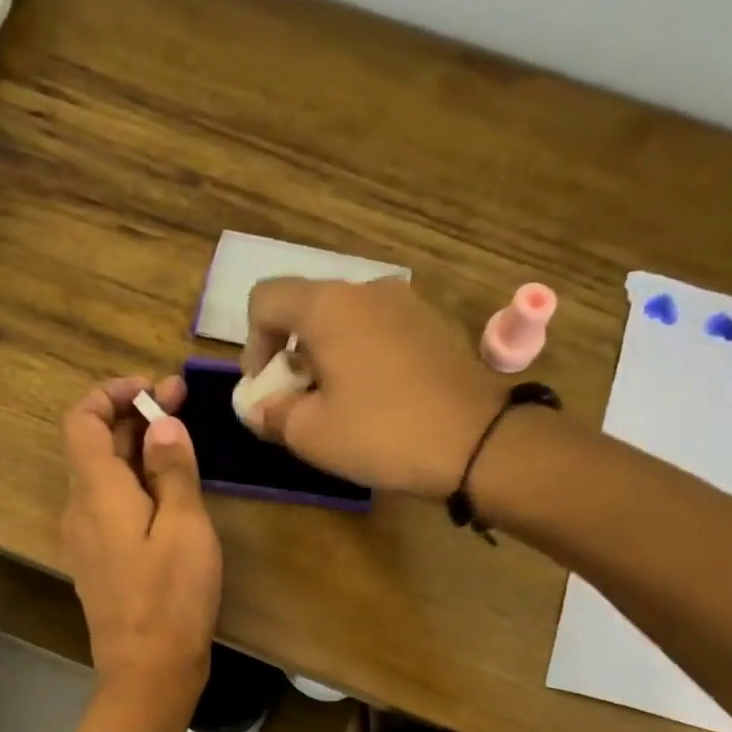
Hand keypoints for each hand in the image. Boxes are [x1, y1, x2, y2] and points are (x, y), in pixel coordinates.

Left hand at [61, 376, 222, 698]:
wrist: (148, 670)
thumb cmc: (171, 597)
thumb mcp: (184, 526)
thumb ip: (171, 470)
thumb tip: (161, 425)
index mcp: (96, 492)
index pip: (81, 419)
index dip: (111, 393)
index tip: (154, 389)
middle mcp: (80, 509)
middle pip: (94, 445)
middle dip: (134, 416)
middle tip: (181, 402)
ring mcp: (86, 538)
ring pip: (104, 476)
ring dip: (136, 449)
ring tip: (181, 441)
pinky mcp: (100, 561)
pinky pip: (110, 506)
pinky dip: (135, 483)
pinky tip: (169, 491)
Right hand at [241, 278, 520, 499]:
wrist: (479, 441)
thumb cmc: (382, 433)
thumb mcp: (310, 434)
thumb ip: (271, 413)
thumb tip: (258, 407)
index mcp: (328, 305)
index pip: (265, 299)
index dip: (252, 345)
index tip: (266, 389)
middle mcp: (367, 289)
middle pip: (307, 309)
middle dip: (290, 355)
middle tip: (298, 404)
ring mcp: (406, 304)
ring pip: (345, 322)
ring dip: (327, 358)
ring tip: (337, 407)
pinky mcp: (433, 326)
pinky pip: (379, 333)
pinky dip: (361, 359)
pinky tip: (375, 402)